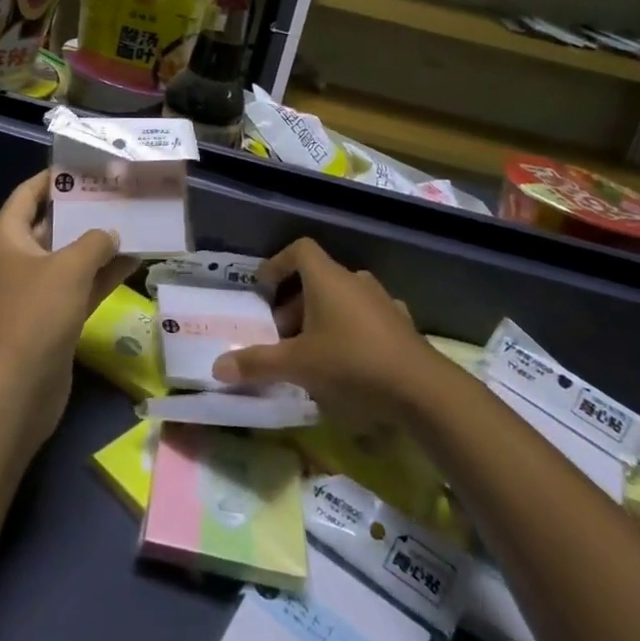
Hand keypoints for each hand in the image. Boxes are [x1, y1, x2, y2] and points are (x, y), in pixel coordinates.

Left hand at [0, 171, 132, 448]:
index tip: (88, 165)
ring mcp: (36, 290)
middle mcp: (19, 258)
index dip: (55, 177)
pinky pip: (81, 286)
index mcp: (8, 237)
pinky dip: (104, 274)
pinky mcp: (53, 318)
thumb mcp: (68, 268)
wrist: (15, 391)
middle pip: (53, 223)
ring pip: (71, 256)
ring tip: (136, 220)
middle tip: (121, 191)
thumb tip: (111, 233)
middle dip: (85, 209)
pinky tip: (136, 261)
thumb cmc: (34, 315)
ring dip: (100, 243)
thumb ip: (94, 242)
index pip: (29, 193)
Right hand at [211, 238, 434, 419]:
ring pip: (342, 299)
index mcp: (328, 278)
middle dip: (294, 302)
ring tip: (310, 352)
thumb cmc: (352, 364)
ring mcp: (382, 302)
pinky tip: (346, 363)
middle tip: (281, 334)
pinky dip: (349, 332)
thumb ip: (257, 364)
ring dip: (321, 317)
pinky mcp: (401, 326)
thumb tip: (217, 367)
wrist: (423, 390)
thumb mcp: (298, 366)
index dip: (278, 263)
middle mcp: (355, 281)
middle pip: (318, 278)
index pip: (300, 249)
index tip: (263, 287)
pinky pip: (365, 319)